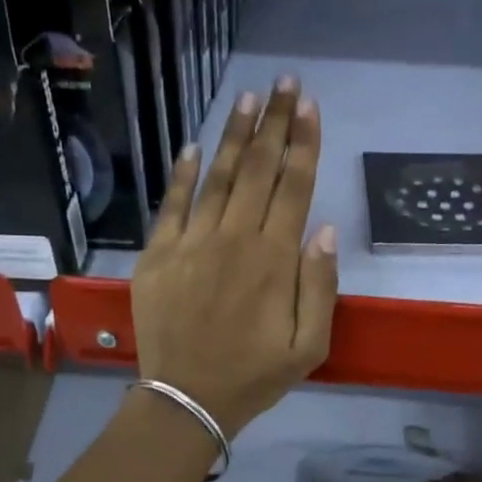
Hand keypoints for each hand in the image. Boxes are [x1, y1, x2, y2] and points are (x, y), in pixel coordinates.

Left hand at [131, 75, 337, 436]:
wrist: (186, 398)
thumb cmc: (255, 375)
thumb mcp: (309, 345)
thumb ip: (320, 284)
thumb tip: (323, 228)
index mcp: (275, 260)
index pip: (293, 186)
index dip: (303, 142)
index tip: (309, 105)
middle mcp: (234, 239)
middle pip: (258, 169)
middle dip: (274, 122)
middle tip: (284, 83)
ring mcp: (191, 243)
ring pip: (218, 177)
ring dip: (234, 135)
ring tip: (248, 99)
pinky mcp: (158, 255)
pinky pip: (172, 205)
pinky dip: (184, 174)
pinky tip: (194, 146)